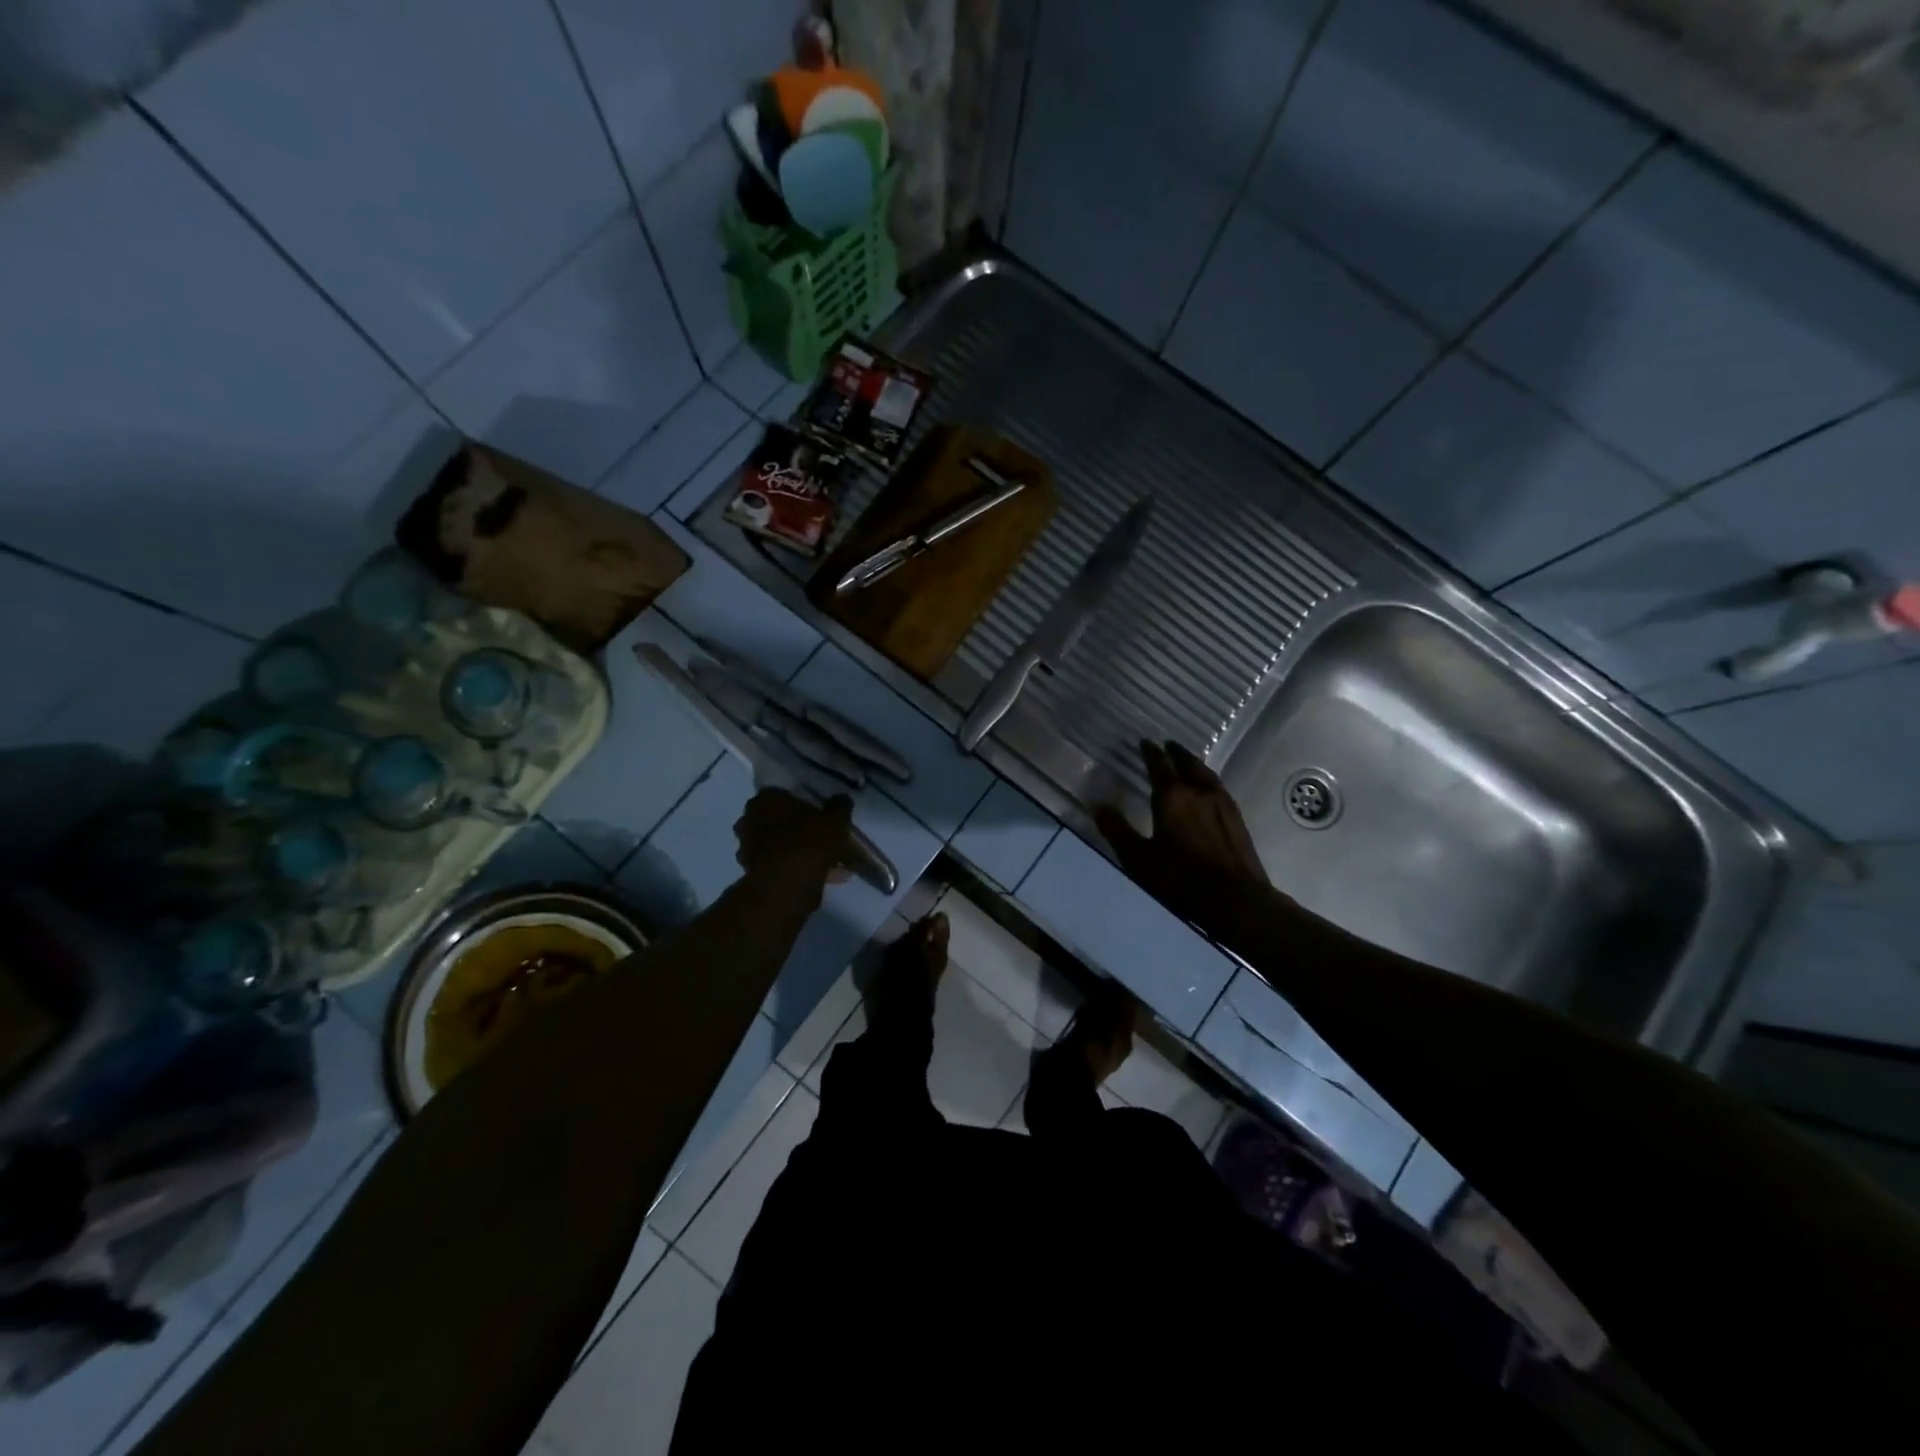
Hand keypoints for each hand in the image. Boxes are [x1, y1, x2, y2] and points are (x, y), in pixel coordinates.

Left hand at [733, 789, 853, 891]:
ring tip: (820, 861)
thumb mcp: (835, 819)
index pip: (783, 794)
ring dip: (794, 849)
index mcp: (766, 798)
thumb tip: (841, 799)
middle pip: (777, 820)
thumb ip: (839, 806)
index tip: (817, 814)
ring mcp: (746, 846)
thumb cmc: (809, 840)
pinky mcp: (749, 871)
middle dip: (795, 828)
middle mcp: (749, 818)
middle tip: (818, 837)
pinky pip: (777, 864)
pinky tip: (814, 875)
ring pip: (776, 843)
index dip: (802, 804)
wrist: (787, 882)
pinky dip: (792, 867)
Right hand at [1095, 740, 1267, 924]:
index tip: (1144, 742)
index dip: (1150, 752)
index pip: (1159, 764)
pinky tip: (1207, 790)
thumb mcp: (1138, 857)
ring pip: (1206, 774)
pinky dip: (1207, 780)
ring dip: (1194, 764)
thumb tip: (1098, 805)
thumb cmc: (1180, 878)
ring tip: (1186, 762)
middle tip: (1167, 745)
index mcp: (1172, 795)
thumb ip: (1117, 830)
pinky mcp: (1238, 819)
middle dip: (1175, 753)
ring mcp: (1223, 804)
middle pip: (1187, 763)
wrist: (1234, 899)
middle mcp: (1199, 791)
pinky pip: (1218, 788)